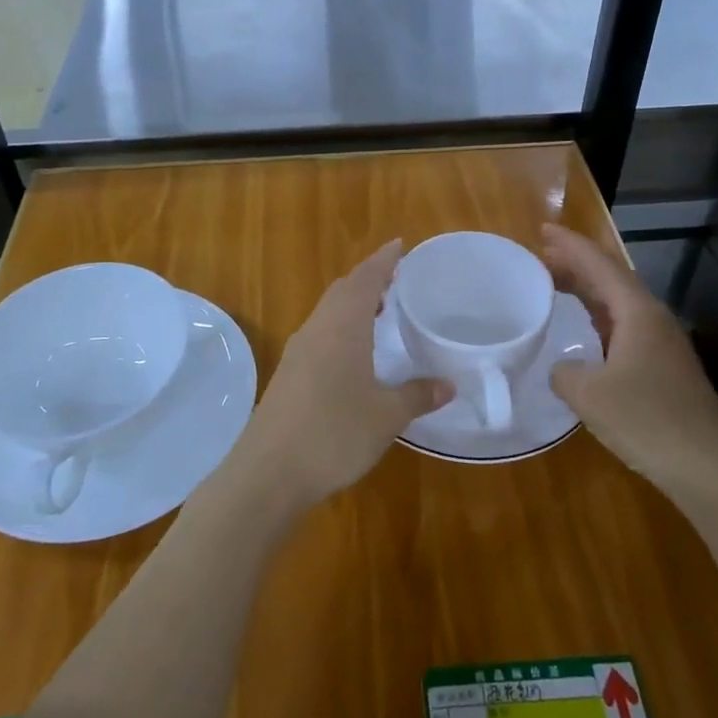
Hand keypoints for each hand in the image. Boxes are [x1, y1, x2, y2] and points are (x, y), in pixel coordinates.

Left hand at [225, 240, 451, 510]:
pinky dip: (341, 328)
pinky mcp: (288, 375)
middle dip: (369, 279)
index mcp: (342, 326)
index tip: (400, 245)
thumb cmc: (334, 433)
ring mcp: (298, 352)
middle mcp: (317, 329)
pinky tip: (353, 353)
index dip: (384, 260)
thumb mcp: (386, 416)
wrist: (268, 472)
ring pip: (328, 313)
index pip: (365, 279)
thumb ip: (418, 396)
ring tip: (379, 311)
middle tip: (395, 278)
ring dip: (353, 304)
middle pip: (343, 291)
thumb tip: (449, 385)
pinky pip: (319, 335)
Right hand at [541, 224, 717, 493]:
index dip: (570, 246)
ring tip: (555, 284)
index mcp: (638, 313)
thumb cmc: (647, 420)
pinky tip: (584, 332)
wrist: (709, 468)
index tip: (542, 229)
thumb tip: (563, 369)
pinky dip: (597, 319)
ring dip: (587, 291)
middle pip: (611, 279)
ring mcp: (663, 345)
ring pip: (619, 305)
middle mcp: (653, 320)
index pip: (600, 265)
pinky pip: (623, 328)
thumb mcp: (589, 394)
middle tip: (541, 254)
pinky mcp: (664, 369)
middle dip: (577, 264)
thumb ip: (564, 372)